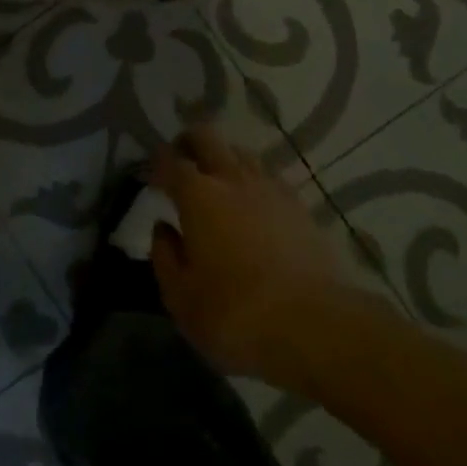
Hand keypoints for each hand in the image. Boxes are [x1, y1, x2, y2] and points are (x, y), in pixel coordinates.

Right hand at [149, 128, 367, 395]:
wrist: (317, 327)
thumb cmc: (236, 314)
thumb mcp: (181, 298)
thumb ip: (165, 257)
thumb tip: (163, 229)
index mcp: (197, 195)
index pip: (169, 161)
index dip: (155, 163)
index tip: (149, 175)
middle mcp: (232, 178)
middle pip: (207, 138)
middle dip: (188, 143)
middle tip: (180, 160)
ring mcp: (270, 188)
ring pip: (241, 153)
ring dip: (223, 158)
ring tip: (217, 180)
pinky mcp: (300, 207)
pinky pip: (269, 177)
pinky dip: (253, 182)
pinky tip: (254, 203)